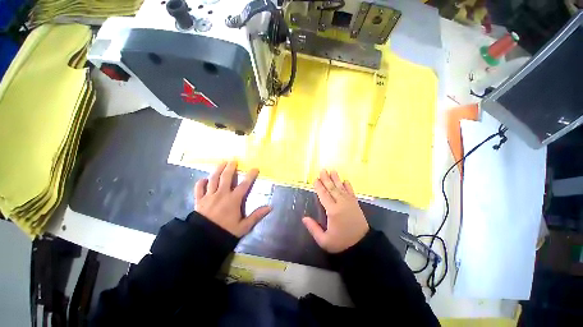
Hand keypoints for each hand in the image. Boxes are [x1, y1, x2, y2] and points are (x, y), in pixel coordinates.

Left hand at [195, 160, 270, 237]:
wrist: (203, 240)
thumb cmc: (225, 232)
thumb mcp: (244, 226)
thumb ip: (257, 215)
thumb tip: (270, 207)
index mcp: (233, 199)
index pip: (244, 184)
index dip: (250, 175)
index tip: (255, 168)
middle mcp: (221, 194)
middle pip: (226, 177)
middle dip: (230, 167)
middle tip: (233, 159)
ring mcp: (209, 196)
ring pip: (213, 179)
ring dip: (217, 169)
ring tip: (221, 162)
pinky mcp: (199, 200)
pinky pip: (198, 188)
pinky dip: (201, 182)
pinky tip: (204, 179)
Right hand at [302, 170, 368, 252]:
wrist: (363, 246)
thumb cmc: (341, 243)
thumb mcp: (324, 241)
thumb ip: (313, 229)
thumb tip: (304, 218)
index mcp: (333, 211)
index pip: (324, 195)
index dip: (319, 187)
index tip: (315, 179)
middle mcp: (341, 204)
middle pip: (332, 188)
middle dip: (326, 179)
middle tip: (323, 170)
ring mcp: (350, 203)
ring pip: (341, 188)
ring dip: (336, 179)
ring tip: (333, 170)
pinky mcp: (356, 204)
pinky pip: (351, 192)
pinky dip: (348, 186)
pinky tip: (346, 180)